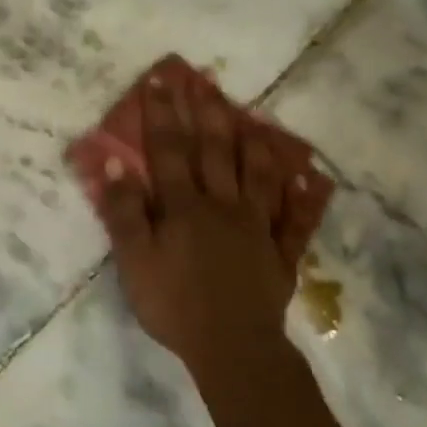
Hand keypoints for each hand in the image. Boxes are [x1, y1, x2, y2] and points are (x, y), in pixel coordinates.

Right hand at [96, 75, 307, 379]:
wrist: (231, 347)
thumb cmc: (173, 304)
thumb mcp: (133, 261)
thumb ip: (123, 212)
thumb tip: (115, 165)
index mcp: (184, 207)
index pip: (169, 151)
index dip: (162, 114)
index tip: (159, 80)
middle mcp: (223, 206)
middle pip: (216, 152)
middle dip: (207, 113)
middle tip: (204, 80)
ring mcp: (257, 227)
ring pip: (259, 174)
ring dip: (254, 141)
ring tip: (252, 113)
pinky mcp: (281, 252)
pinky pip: (296, 219)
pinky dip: (304, 196)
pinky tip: (312, 176)